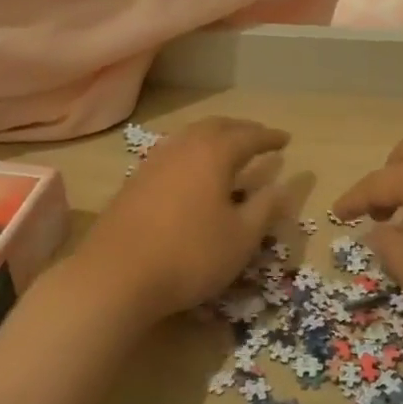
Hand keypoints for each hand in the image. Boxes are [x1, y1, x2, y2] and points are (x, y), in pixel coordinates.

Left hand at [81, 117, 290, 322]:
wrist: (115, 276)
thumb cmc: (190, 255)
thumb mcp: (241, 238)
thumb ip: (265, 208)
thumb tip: (285, 186)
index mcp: (213, 153)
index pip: (249, 136)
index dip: (269, 137)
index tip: (287, 139)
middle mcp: (183, 147)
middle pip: (216, 126)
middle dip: (241, 130)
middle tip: (258, 138)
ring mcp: (154, 162)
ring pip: (190, 136)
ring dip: (213, 138)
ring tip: (227, 150)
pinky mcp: (134, 181)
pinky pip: (172, 153)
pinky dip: (191, 153)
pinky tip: (191, 173)